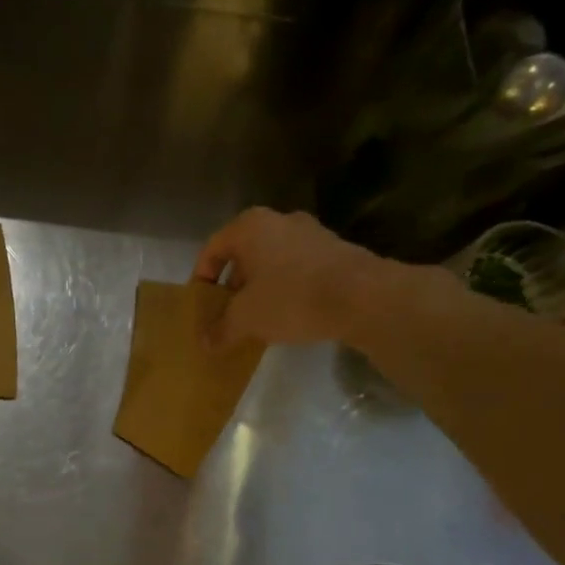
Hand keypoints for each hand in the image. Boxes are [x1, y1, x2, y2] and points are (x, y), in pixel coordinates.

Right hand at [193, 207, 386, 347]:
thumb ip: (220, 330)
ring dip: (258, 290)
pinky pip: (296, 270)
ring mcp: (311, 233)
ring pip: (271, 263)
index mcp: (250, 227)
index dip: (201, 280)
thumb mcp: (245, 319)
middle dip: (231, 287)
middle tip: (225, 316)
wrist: (363, 298)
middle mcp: (279, 220)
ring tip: (255, 321)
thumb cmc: (291, 298)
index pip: (211, 250)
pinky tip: (286, 317)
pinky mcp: (334, 251)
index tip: (201, 306)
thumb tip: (205, 343)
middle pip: (242, 255)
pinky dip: (285, 290)